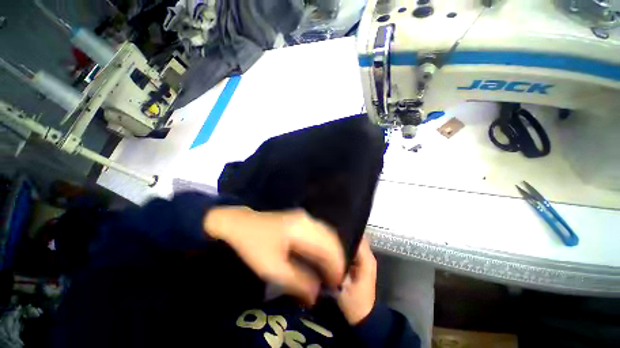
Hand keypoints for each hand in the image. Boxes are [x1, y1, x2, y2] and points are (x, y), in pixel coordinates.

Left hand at [204, 207, 344, 304]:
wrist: (240, 224)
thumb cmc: (254, 246)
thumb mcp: (273, 269)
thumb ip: (298, 282)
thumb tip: (316, 295)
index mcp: (302, 229)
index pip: (328, 248)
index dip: (336, 267)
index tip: (336, 285)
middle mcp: (308, 220)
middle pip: (331, 239)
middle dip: (336, 260)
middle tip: (334, 281)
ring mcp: (304, 217)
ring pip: (326, 235)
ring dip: (330, 253)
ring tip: (329, 272)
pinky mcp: (301, 219)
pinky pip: (319, 233)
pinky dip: (323, 247)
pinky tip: (320, 258)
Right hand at [337, 237, 376, 324]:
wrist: (363, 317)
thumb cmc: (354, 302)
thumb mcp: (343, 283)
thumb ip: (338, 264)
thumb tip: (330, 247)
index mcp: (366, 258)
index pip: (357, 236)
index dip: (345, 232)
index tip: (331, 231)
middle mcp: (368, 255)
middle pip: (355, 237)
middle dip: (343, 235)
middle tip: (328, 236)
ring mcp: (365, 259)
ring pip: (354, 243)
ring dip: (343, 241)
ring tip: (329, 241)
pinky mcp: (361, 263)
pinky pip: (353, 249)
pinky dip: (345, 248)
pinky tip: (333, 249)